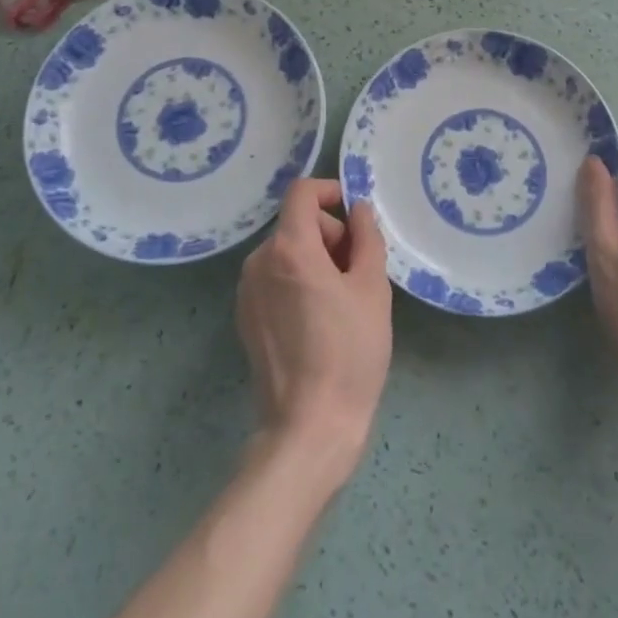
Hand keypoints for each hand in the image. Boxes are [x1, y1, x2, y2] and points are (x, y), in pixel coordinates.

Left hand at [237, 179, 392, 480]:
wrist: (309, 427)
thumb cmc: (349, 353)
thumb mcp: (372, 288)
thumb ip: (366, 237)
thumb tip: (358, 209)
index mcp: (288, 248)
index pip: (301, 193)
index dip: (329, 191)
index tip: (355, 215)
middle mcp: (258, 261)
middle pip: (296, 223)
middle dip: (331, 235)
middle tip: (359, 271)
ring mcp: (247, 291)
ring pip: (286, 251)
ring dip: (316, 259)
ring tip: (343, 299)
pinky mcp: (245, 317)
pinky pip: (275, 278)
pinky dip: (298, 281)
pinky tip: (319, 318)